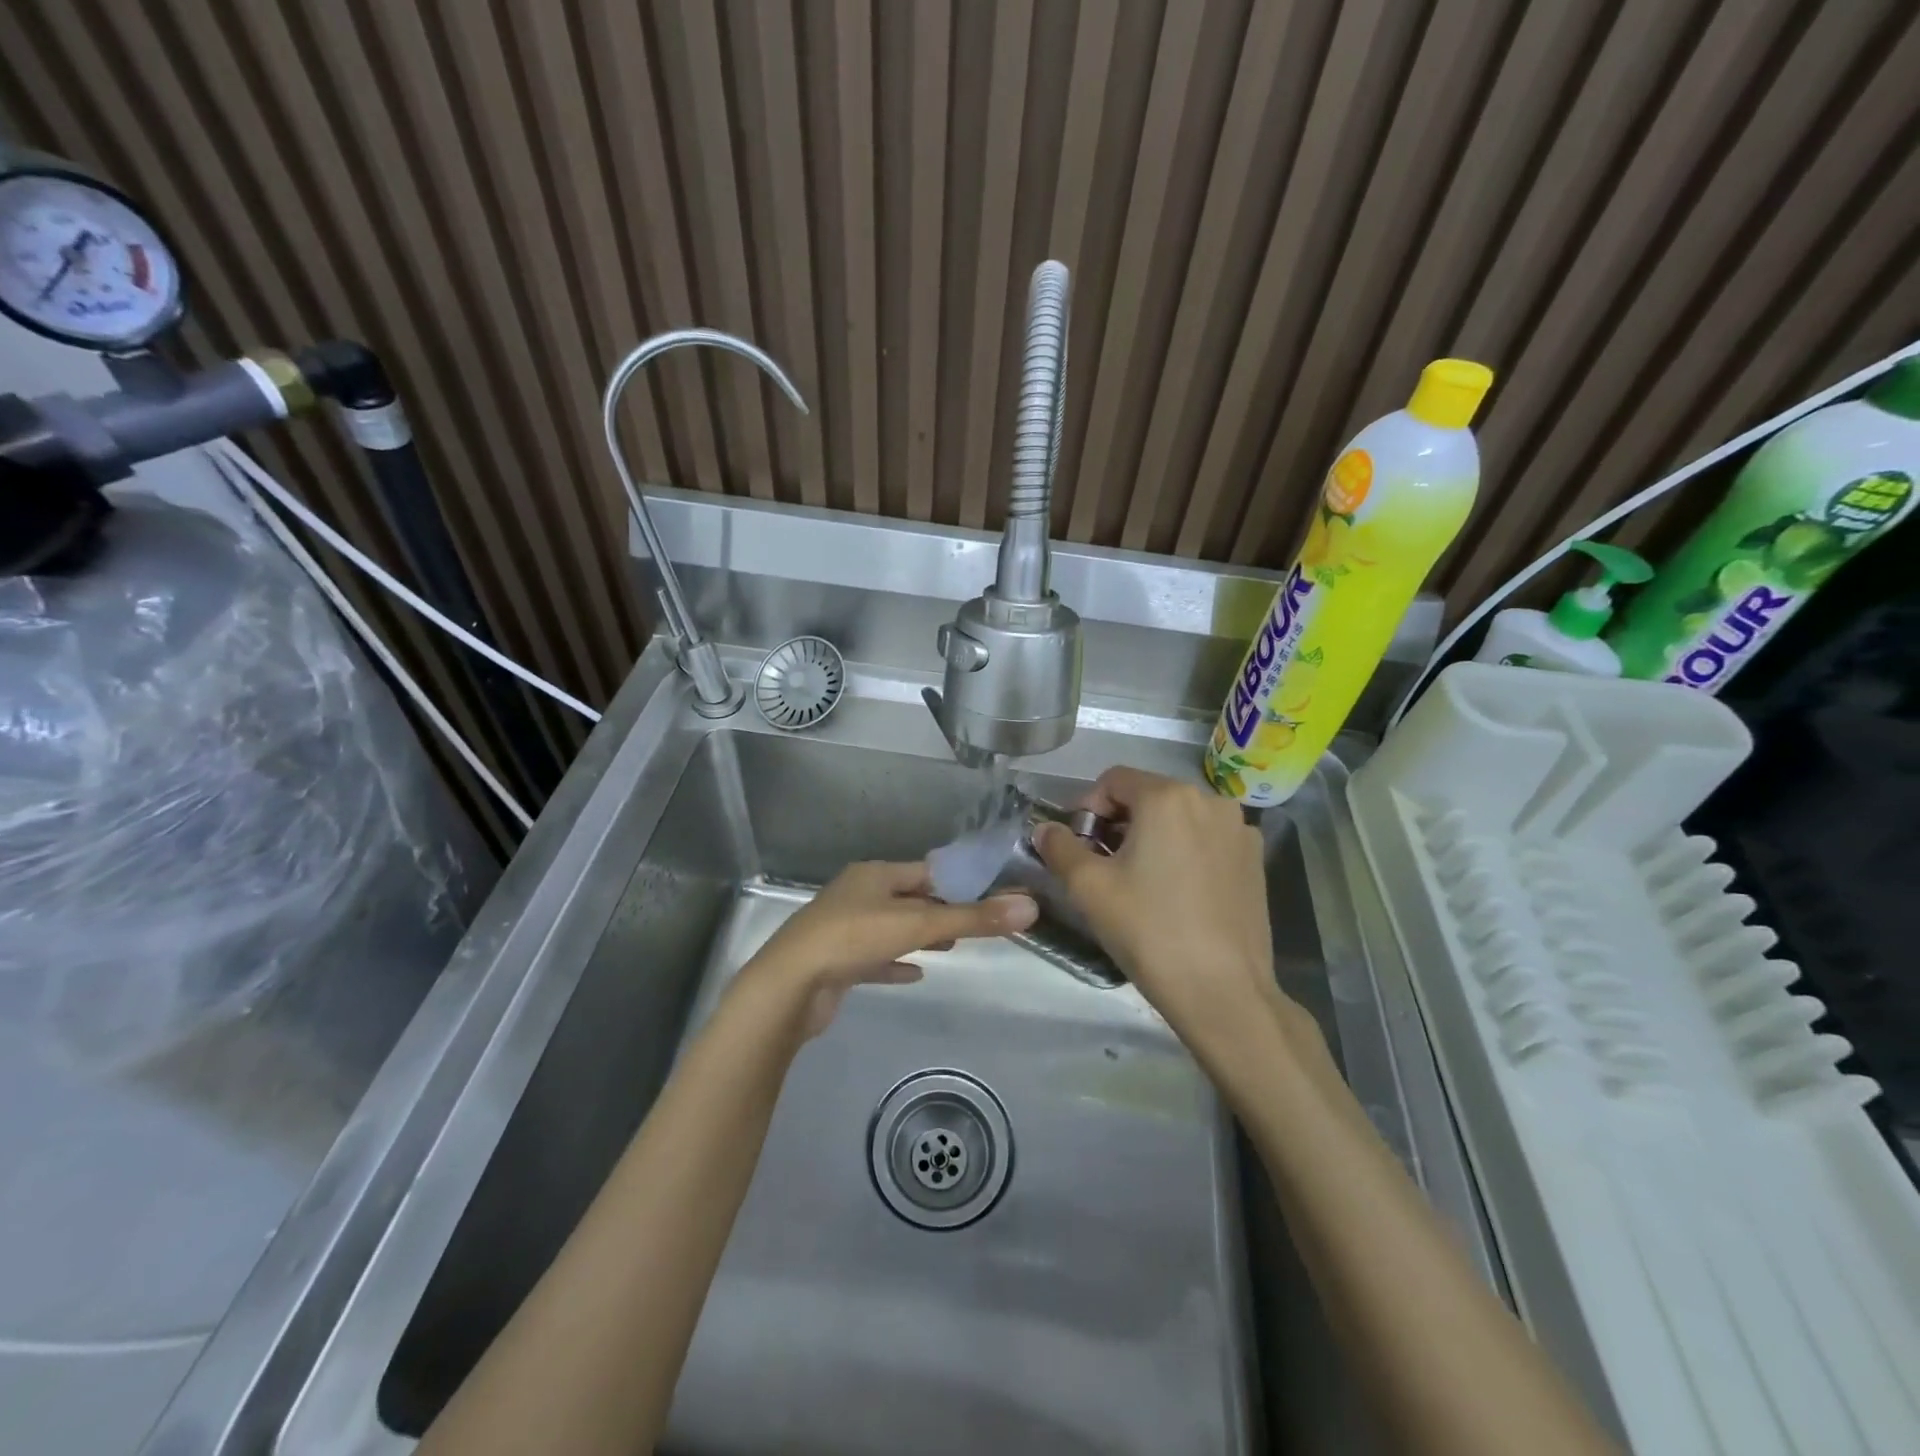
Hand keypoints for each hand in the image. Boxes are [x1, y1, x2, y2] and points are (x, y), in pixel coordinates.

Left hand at [744, 860, 1037, 1037]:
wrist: (790, 987)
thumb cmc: (853, 939)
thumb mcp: (917, 925)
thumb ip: (973, 918)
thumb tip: (1030, 907)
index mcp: (873, 876)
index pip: (924, 871)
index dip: (956, 882)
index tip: (988, 894)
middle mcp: (857, 896)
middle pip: (908, 899)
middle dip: (940, 910)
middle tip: (974, 923)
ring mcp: (843, 930)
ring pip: (891, 928)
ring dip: (919, 936)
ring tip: (951, 946)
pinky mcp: (836, 963)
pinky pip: (874, 959)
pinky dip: (896, 964)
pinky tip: (915, 975)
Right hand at [1036, 768, 1302, 1059]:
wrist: (1222, 991)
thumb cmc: (1148, 930)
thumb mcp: (1088, 888)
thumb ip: (1059, 847)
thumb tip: (1045, 829)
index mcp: (1168, 796)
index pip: (1113, 780)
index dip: (1087, 808)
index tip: (1079, 847)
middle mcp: (1210, 800)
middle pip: (1148, 795)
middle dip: (1119, 823)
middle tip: (1104, 867)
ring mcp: (1239, 830)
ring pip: (1180, 817)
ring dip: (1153, 836)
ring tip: (1141, 882)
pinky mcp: (1255, 860)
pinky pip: (1207, 840)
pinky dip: (1185, 852)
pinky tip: (1178, 894)